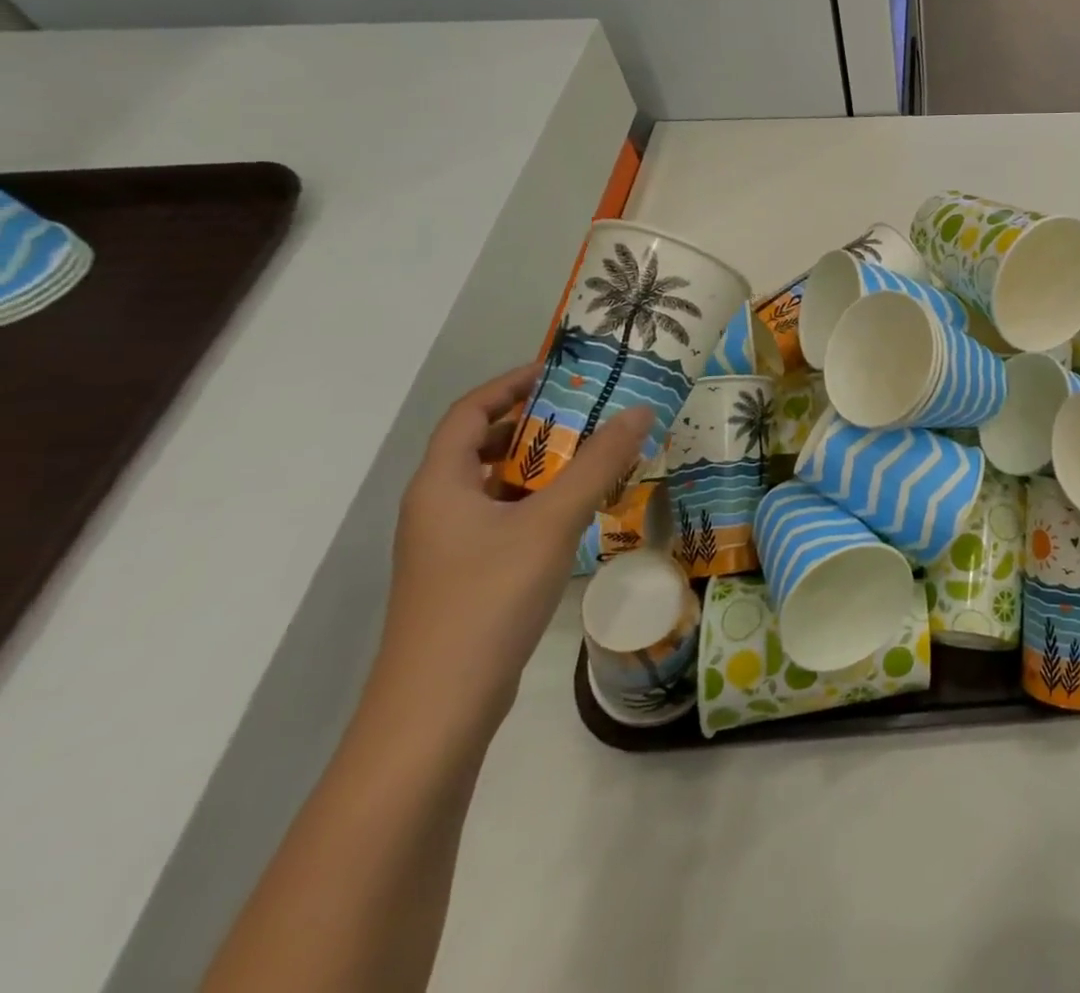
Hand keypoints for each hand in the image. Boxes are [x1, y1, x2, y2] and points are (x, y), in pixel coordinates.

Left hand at [371, 363, 653, 736]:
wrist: (438, 710)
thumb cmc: (488, 599)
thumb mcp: (551, 522)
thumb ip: (598, 464)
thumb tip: (640, 410)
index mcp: (441, 483)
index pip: (469, 411)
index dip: (511, 384)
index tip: (561, 372)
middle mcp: (438, 507)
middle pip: (482, 445)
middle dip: (536, 424)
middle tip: (591, 412)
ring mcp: (450, 546)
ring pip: (497, 485)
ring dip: (542, 465)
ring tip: (596, 455)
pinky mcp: (467, 576)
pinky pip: (505, 518)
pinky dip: (540, 502)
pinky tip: (580, 511)